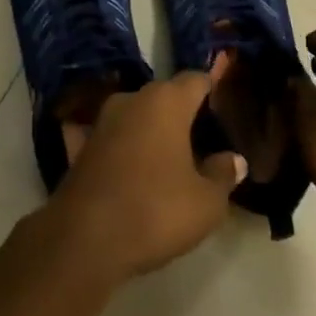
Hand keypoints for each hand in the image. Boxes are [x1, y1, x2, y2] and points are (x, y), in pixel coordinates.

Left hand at [47, 70, 247, 279]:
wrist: (85, 235)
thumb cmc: (155, 210)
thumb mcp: (206, 202)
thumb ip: (223, 175)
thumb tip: (233, 158)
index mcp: (166, 102)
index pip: (195, 80)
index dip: (212, 89)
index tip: (224, 106)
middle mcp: (132, 98)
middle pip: (165, 95)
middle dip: (183, 113)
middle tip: (203, 140)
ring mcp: (103, 119)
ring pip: (137, 114)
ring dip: (152, 130)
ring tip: (171, 158)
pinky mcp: (82, 143)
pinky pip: (113, 137)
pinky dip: (124, 146)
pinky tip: (130, 166)